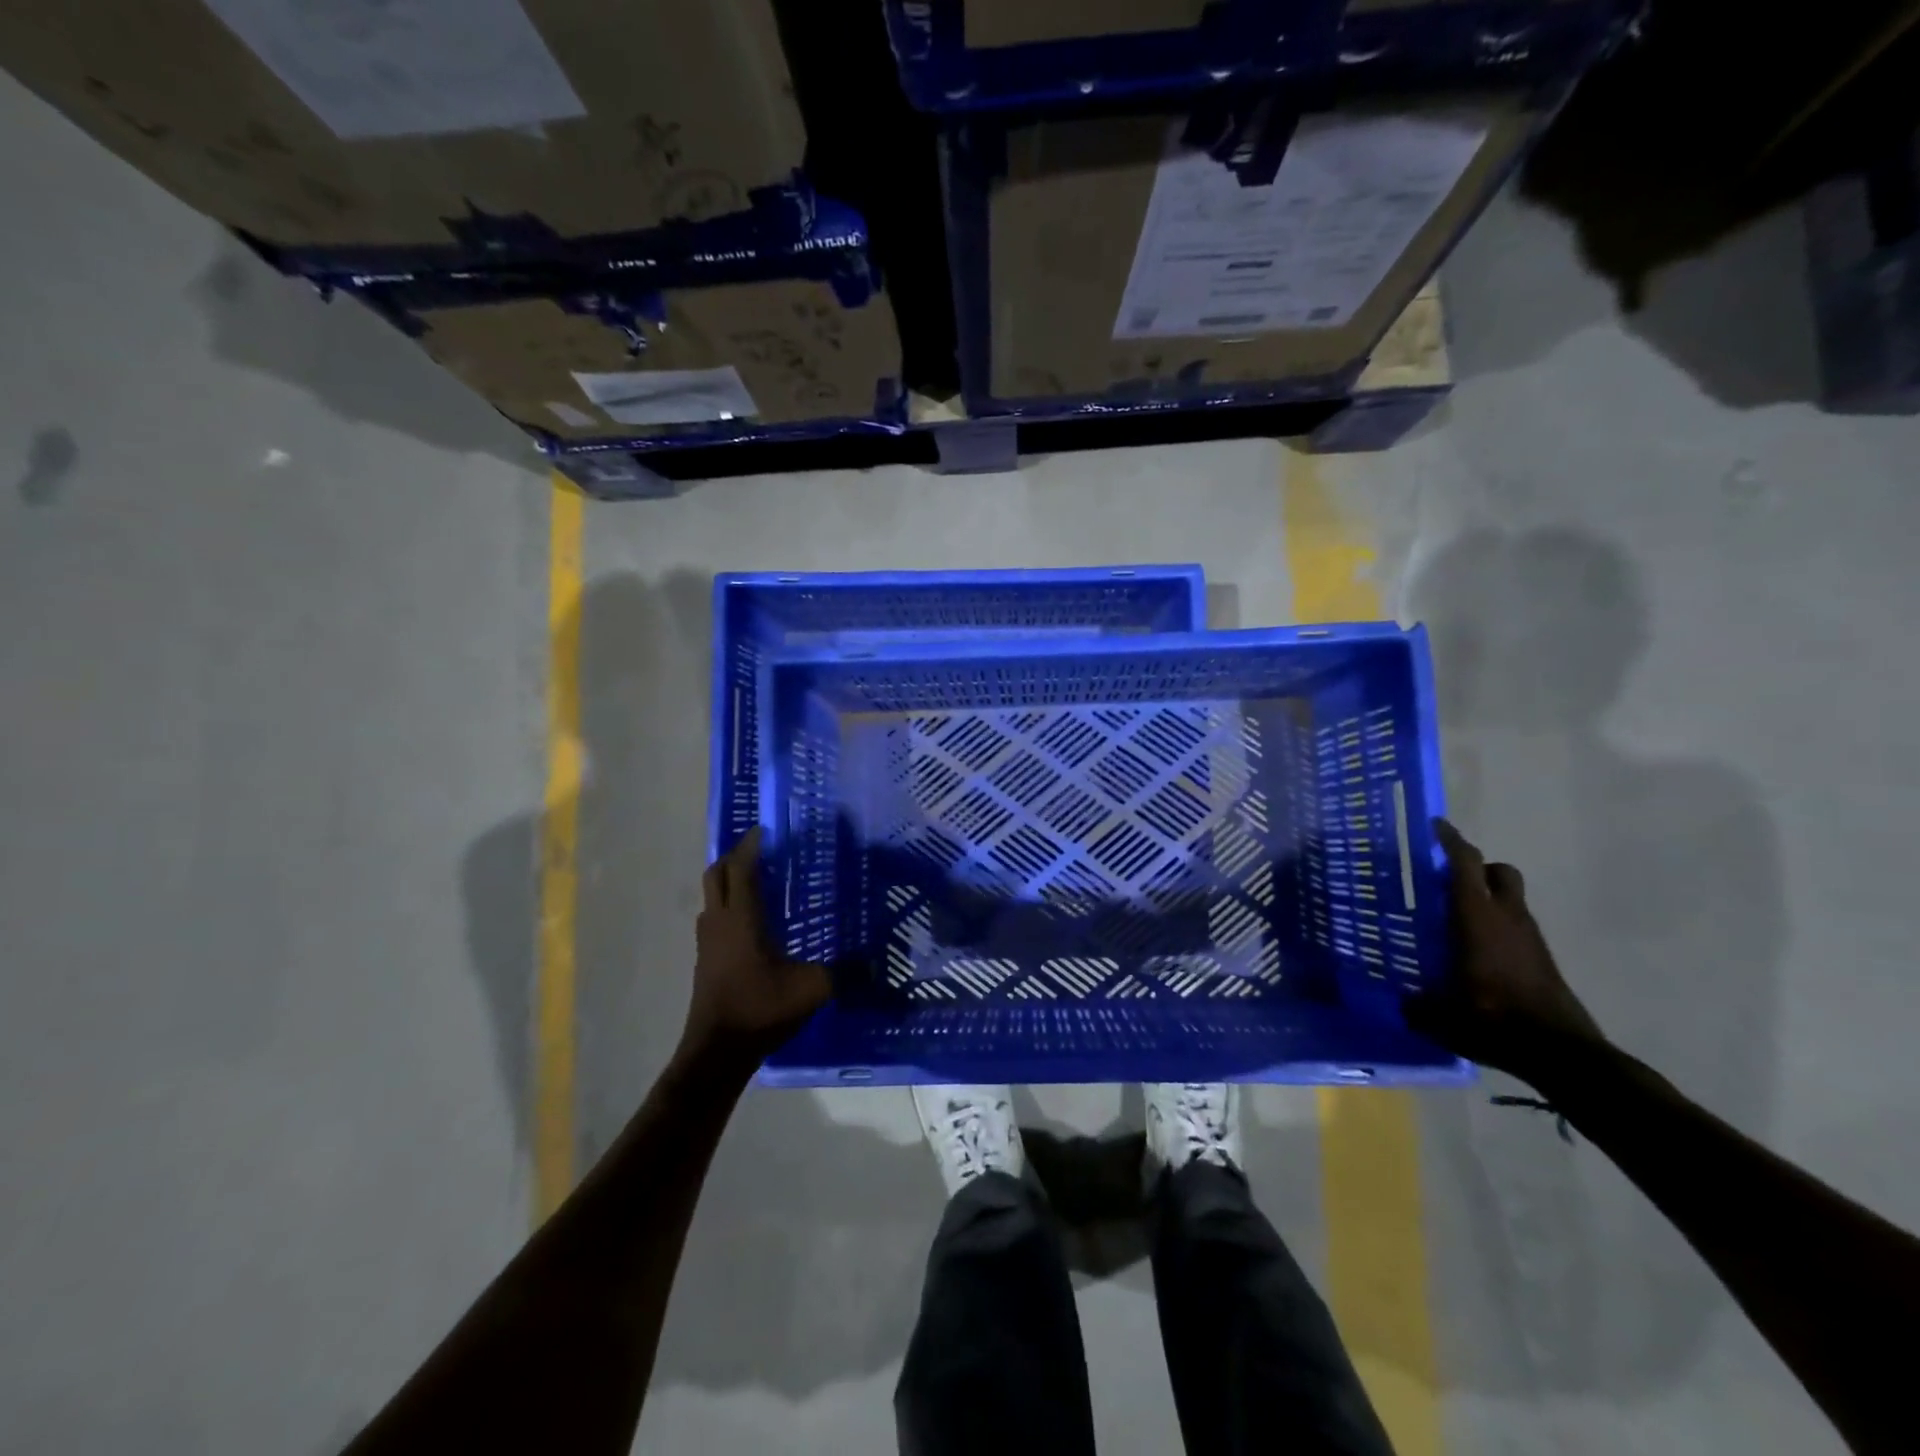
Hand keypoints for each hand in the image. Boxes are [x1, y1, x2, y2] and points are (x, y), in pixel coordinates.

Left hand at [683, 828, 831, 1065]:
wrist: (717, 1052)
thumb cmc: (762, 1009)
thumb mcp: (812, 989)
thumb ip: (845, 971)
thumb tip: (878, 962)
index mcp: (742, 919)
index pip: (741, 868)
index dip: (751, 845)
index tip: (766, 829)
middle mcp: (719, 923)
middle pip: (716, 875)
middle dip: (735, 857)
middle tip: (761, 850)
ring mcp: (707, 943)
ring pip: (711, 898)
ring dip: (728, 882)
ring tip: (758, 881)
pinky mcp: (705, 961)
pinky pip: (713, 920)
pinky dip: (728, 907)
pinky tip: (751, 924)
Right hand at [1405, 819, 1605, 1082]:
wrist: (1562, 1052)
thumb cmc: (1493, 1019)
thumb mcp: (1440, 1015)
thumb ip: (1414, 1004)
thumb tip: (1398, 1001)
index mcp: (1476, 917)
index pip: (1465, 863)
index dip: (1450, 840)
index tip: (1435, 825)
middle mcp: (1506, 917)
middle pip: (1498, 871)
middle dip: (1475, 867)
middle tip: (1445, 878)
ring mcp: (1530, 938)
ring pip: (1510, 898)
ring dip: (1487, 897)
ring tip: (1455, 917)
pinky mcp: (1542, 959)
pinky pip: (1516, 926)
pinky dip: (1497, 925)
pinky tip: (1476, 950)